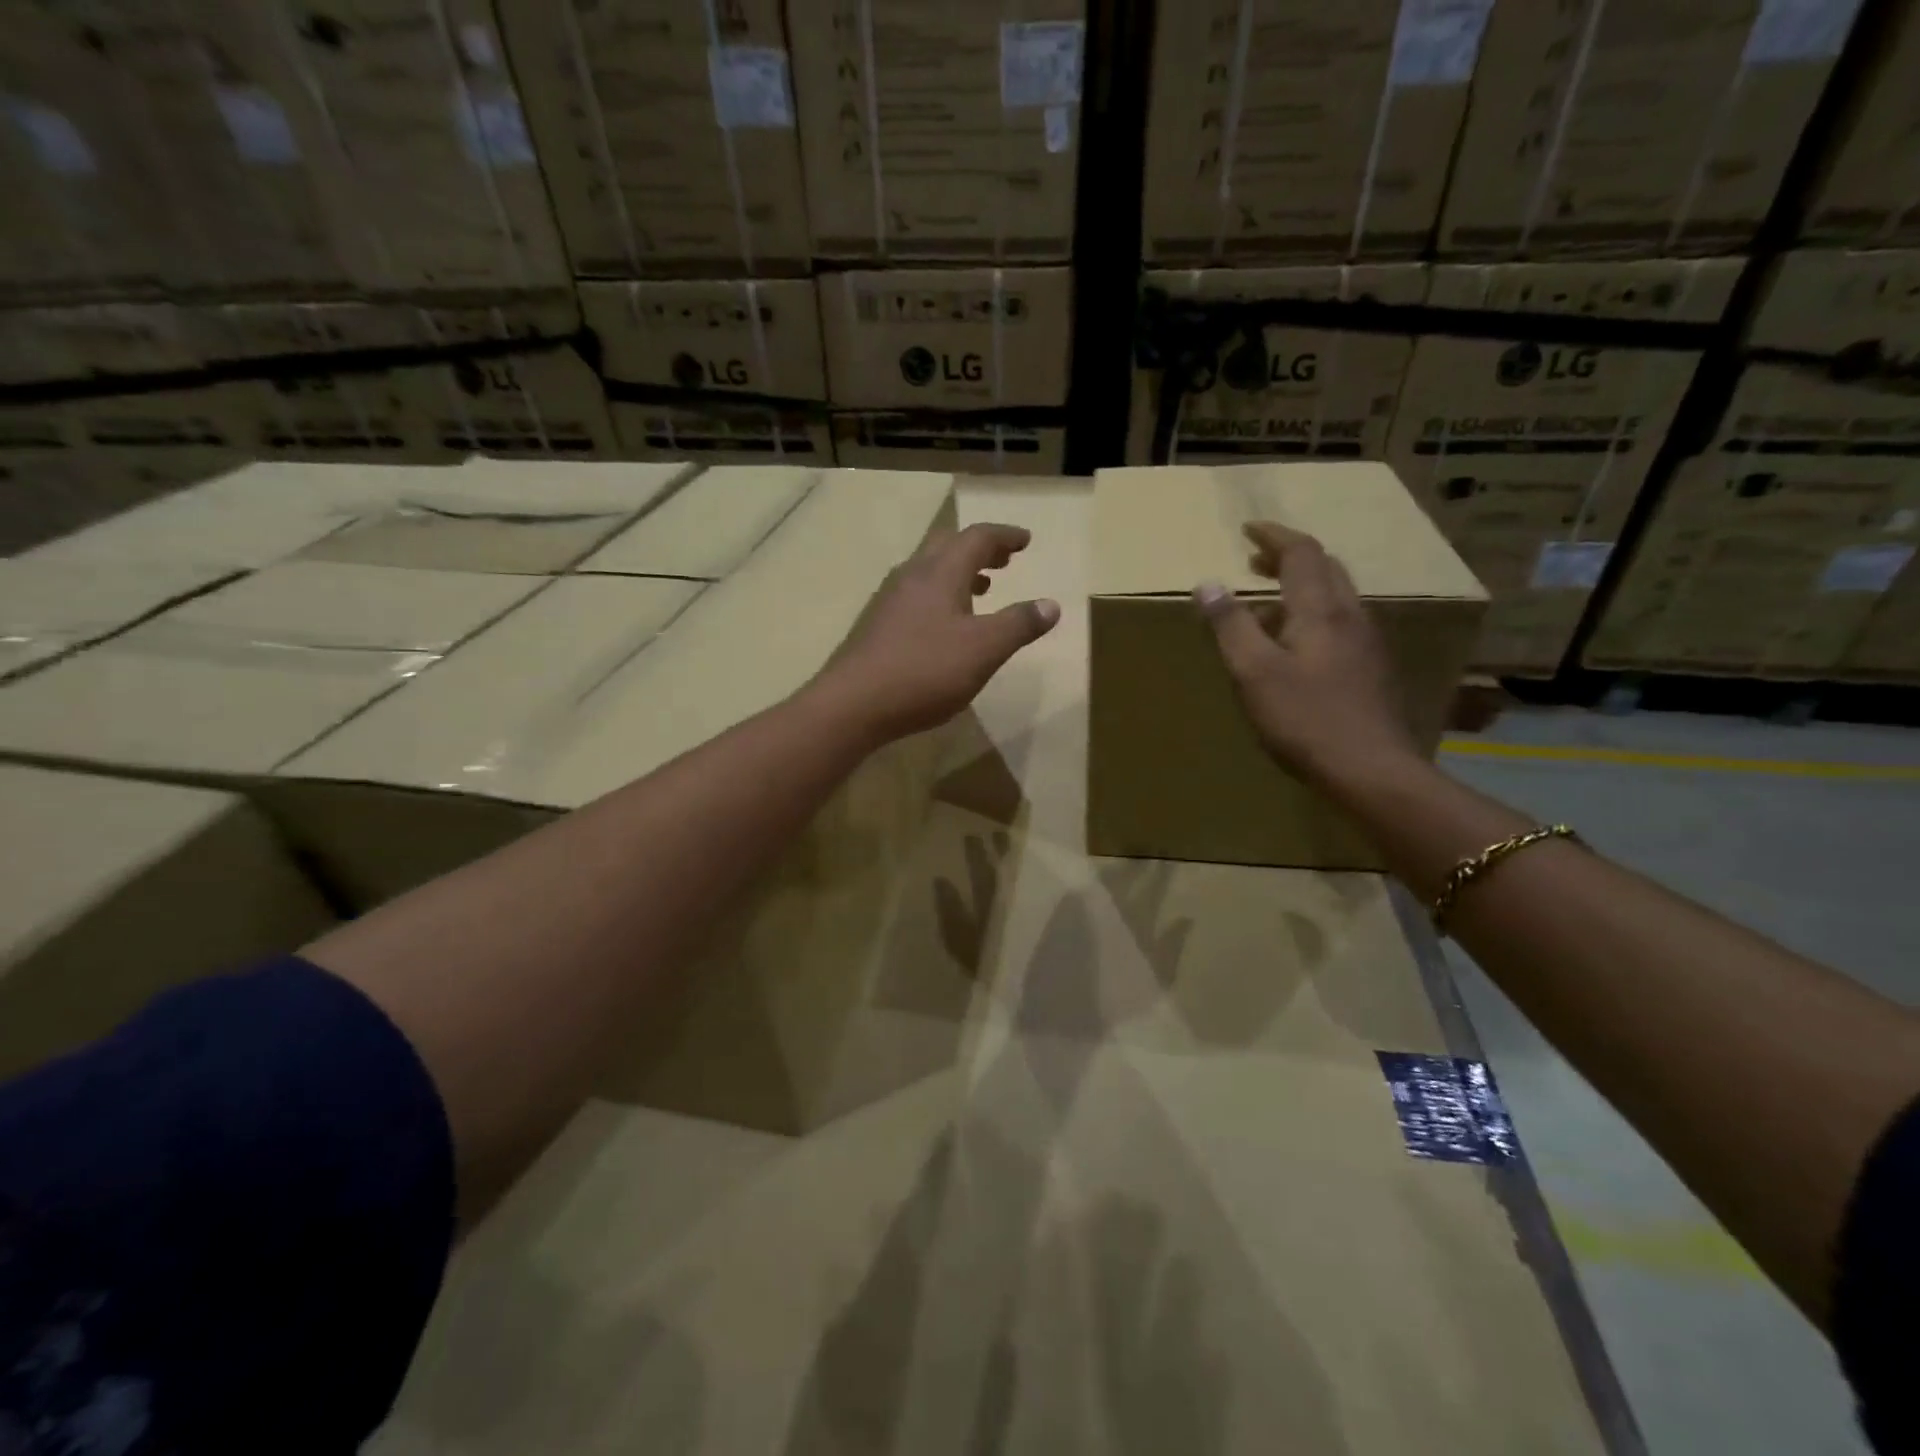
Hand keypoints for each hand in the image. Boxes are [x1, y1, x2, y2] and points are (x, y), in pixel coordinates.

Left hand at [816, 522, 1059, 741]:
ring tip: (982, 589)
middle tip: (1004, 561)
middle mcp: (913, 576)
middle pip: (948, 547)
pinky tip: (945, 627)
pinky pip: (917, 596)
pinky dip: (941, 597)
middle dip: (980, 550)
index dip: (1004, 536)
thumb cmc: (925, 671)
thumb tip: (1051, 605)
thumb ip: (1019, 625)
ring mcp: (890, 601)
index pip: (977, 538)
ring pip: (929, 571)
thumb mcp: (984, 649)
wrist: (854, 704)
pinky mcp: (878, 626)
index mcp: (941, 573)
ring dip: (959, 573)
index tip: (1025, 541)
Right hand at [1195, 522, 1419, 784]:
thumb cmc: (1306, 719)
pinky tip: (1299, 647)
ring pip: (1337, 597)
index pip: (1301, 554)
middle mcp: (1351, 617)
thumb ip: (1231, 626)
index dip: (1274, 536)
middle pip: (1326, 569)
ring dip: (1303, 588)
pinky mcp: (1373, 671)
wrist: (1372, 771)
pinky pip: (1342, 625)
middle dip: (1289, 558)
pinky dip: (1315, 616)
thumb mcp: (1254, 672)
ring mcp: (1368, 644)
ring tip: (1270, 604)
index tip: (1248, 529)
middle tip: (1255, 563)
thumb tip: (1208, 583)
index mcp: (1321, 611)